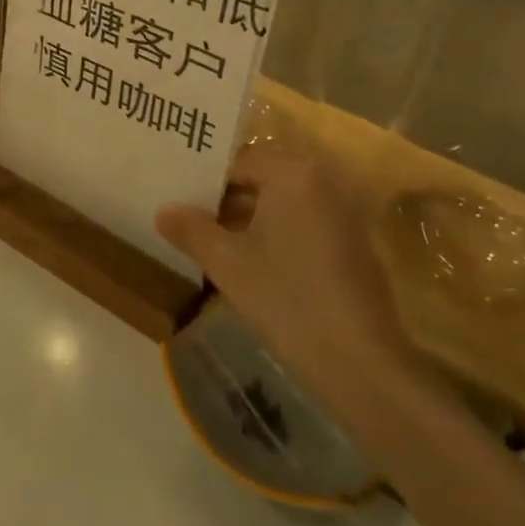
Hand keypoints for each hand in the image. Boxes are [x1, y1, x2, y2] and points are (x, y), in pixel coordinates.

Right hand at [157, 145, 423, 422]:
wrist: (361, 363)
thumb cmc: (286, 298)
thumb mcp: (226, 263)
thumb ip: (191, 230)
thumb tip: (163, 210)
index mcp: (292, 172)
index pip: (238, 162)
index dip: (206, 184)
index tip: (181, 206)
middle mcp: (323, 180)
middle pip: (262, 180)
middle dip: (227, 202)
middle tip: (192, 225)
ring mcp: (344, 212)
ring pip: (283, 205)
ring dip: (252, 222)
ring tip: (216, 247)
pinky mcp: (355, 244)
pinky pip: (306, 225)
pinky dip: (280, 237)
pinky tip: (257, 268)